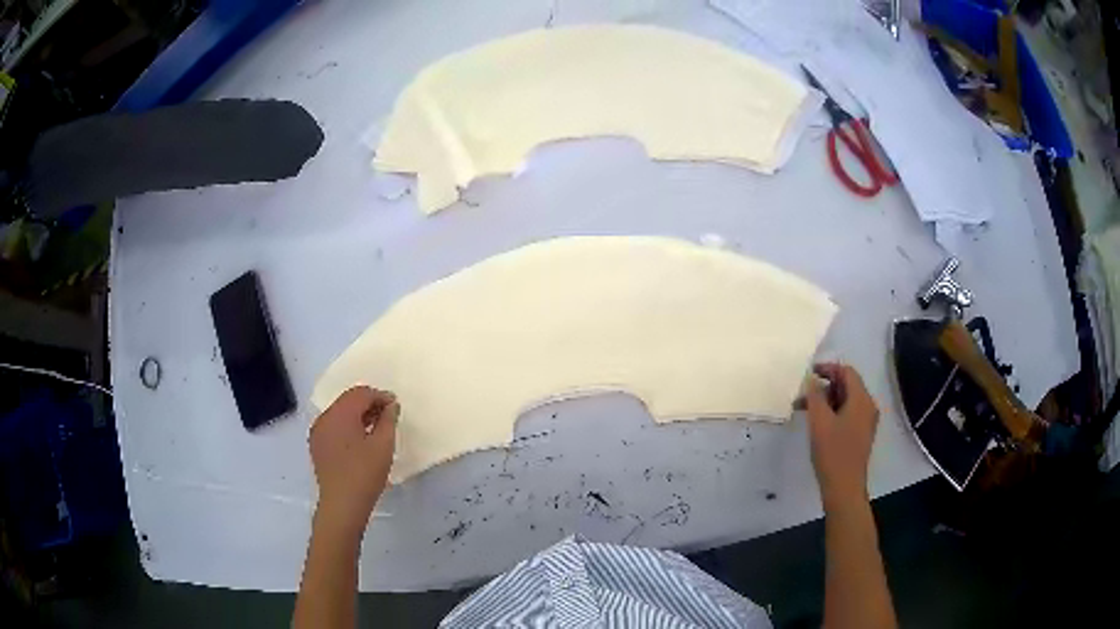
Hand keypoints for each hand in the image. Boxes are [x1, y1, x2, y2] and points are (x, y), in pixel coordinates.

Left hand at [309, 386, 398, 538]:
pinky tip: (359, 442)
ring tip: (375, 430)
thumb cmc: (364, 474)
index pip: (361, 393)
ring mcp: (318, 431)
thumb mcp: (383, 446)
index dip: (380, 396)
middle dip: (368, 404)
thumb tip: (390, 406)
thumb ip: (388, 420)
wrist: (342, 504)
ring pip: (340, 413)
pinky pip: (333, 426)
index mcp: (340, 413)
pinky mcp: (317, 445)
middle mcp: (325, 417)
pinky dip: (347, 427)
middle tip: (388, 417)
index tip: (396, 407)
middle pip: (348, 400)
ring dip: (358, 416)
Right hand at [804, 363, 878, 509]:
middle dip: (824, 387)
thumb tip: (812, 380)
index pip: (847, 372)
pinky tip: (817, 423)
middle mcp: (868, 406)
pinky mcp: (860, 434)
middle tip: (802, 395)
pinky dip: (832, 412)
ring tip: (804, 410)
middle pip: (847, 385)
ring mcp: (866, 421)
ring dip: (826, 401)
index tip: (808, 373)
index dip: (828, 369)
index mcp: (861, 399)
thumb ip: (815, 396)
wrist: (844, 486)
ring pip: (846, 401)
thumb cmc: (833, 452)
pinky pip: (847, 413)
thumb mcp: (820, 421)